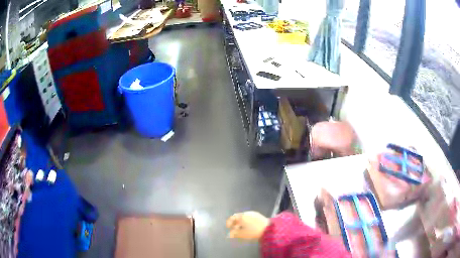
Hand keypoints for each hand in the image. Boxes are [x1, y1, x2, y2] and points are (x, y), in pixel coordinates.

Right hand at [226, 211, 269, 239]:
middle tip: (234, 229)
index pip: (233, 217)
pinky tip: (248, 227)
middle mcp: (247, 213)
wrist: (269, 229)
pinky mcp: (259, 216)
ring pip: (244, 217)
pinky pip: (249, 218)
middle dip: (235, 223)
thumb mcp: (242, 234)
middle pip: (239, 217)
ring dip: (241, 222)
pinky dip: (246, 222)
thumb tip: (229, 234)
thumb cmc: (254, 231)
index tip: (228, 227)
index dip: (229, 222)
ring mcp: (254, 214)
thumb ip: (234, 234)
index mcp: (242, 216)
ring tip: (241, 229)